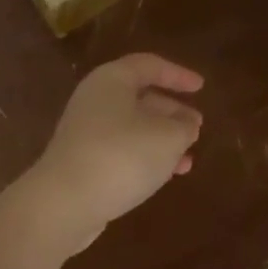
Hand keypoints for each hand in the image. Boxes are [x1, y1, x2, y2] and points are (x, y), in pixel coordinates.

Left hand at [22, 54, 203, 254]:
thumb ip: (183, 126)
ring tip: (189, 157)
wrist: (65, 202)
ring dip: (162, 139)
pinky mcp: (82, 161)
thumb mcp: (167, 137)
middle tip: (197, 126)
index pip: (148, 65)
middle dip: (171, 111)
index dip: (177, 74)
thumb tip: (187, 123)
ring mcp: (85, 132)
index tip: (201, 87)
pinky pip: (121, 150)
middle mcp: (95, 100)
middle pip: (139, 97)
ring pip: (132, 127)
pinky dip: (146, 157)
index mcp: (111, 80)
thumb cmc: (122, 156)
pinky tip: (167, 175)